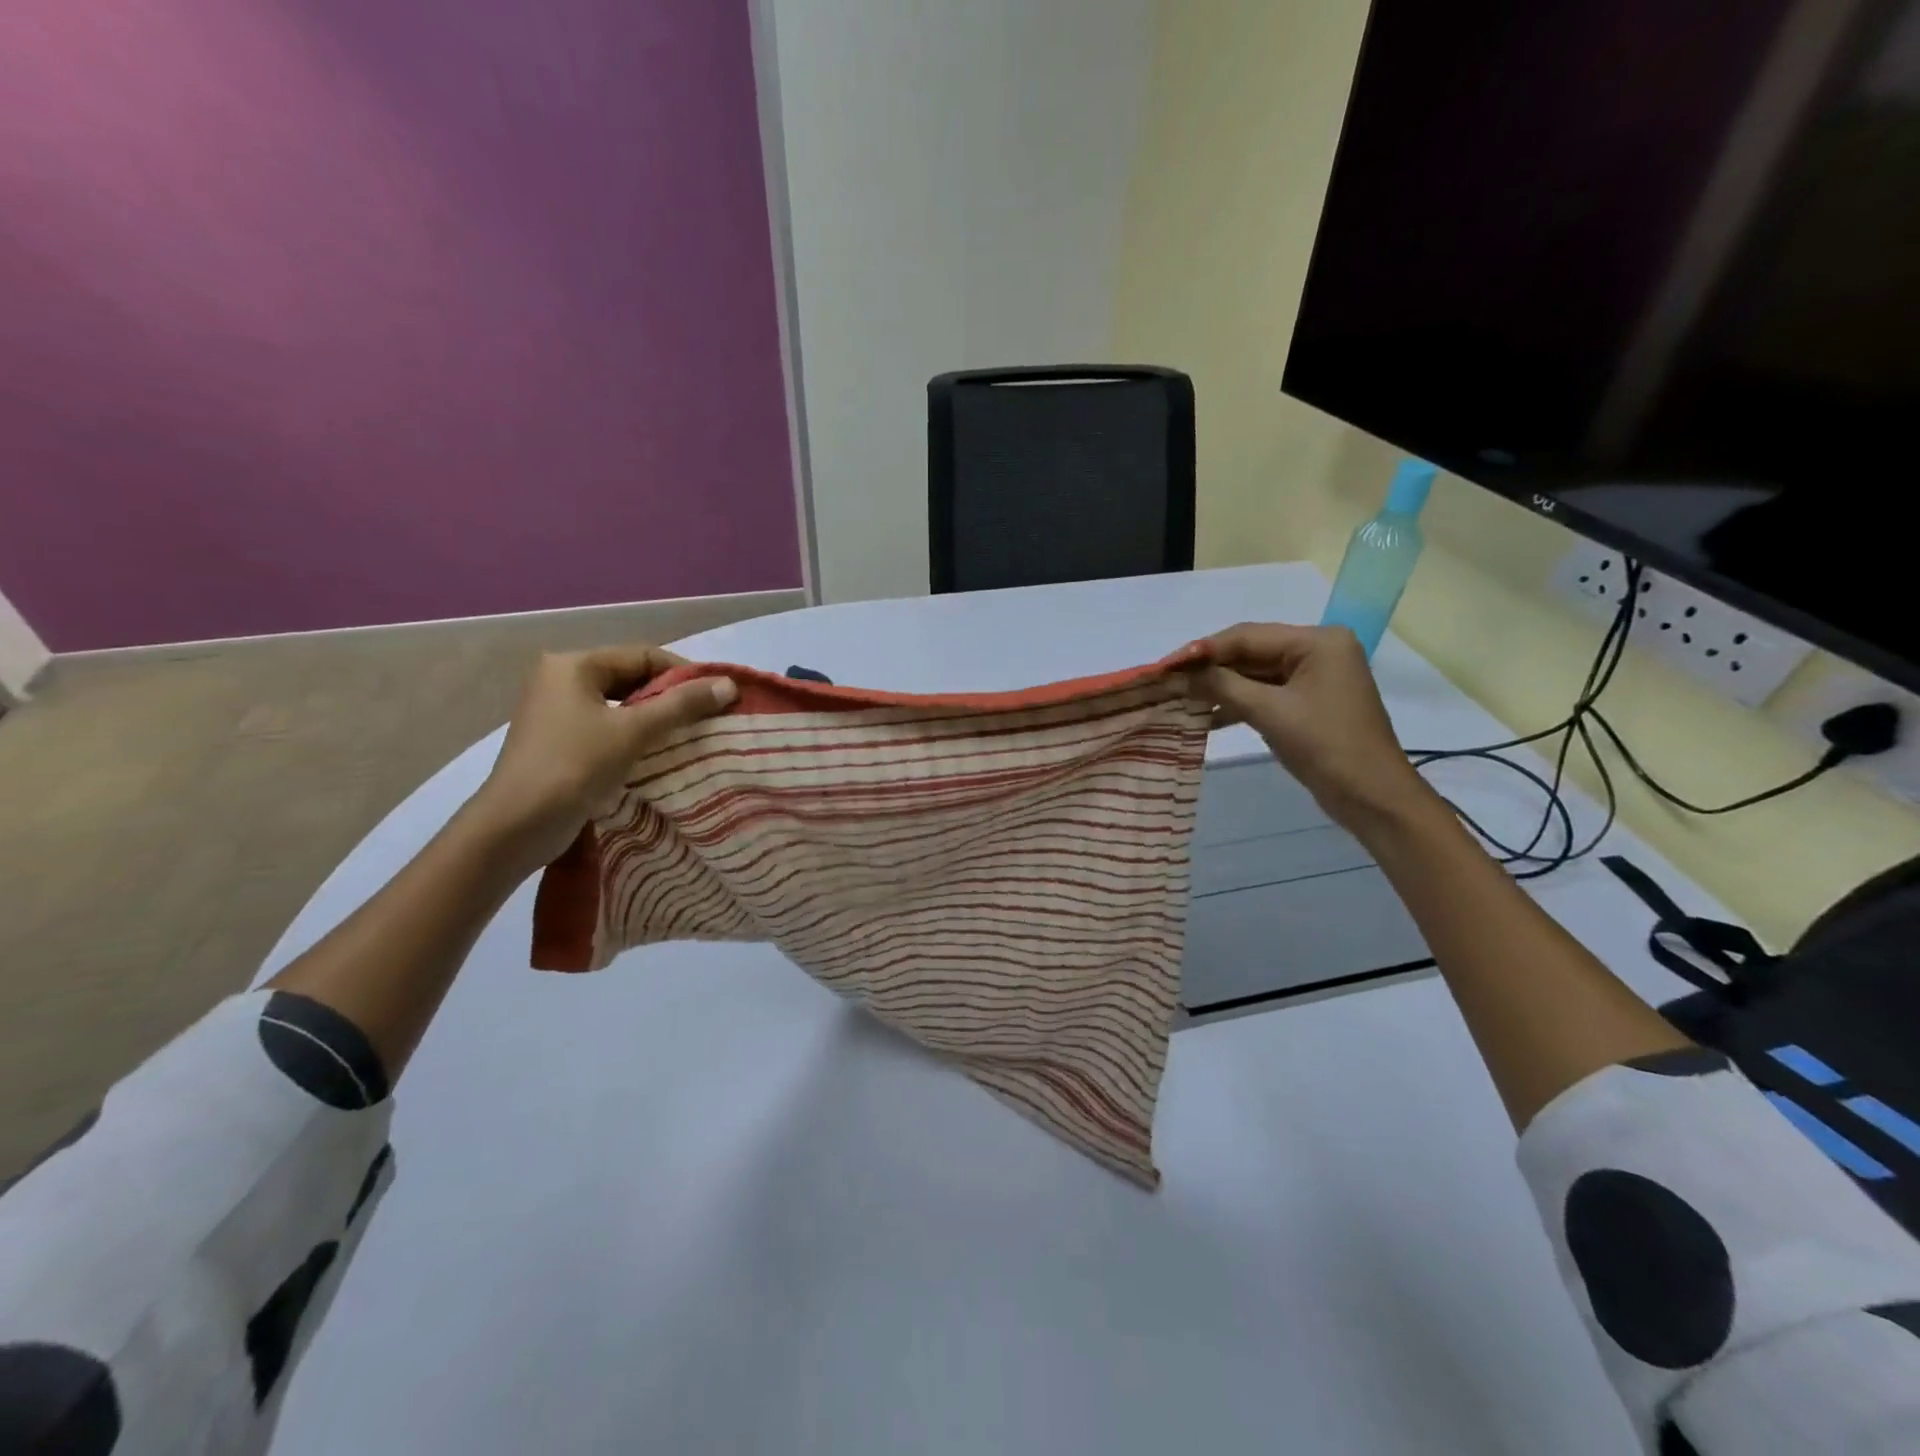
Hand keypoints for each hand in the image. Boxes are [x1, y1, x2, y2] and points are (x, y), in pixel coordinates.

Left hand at [471, 645, 736, 869]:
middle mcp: (562, 679)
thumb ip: (682, 705)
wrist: (516, 826)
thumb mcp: (633, 731)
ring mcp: (557, 711)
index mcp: (573, 665)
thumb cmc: (574, 766)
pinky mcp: (560, 740)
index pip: (643, 656)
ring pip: (621, 704)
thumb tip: (728, 685)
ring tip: (691, 735)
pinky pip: (609, 726)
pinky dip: (636, 735)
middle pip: (632, 678)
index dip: (685, 674)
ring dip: (656, 718)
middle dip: (671, 697)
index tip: (718, 696)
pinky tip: (660, 752)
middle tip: (708, 717)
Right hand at [1187, 623, 1438, 837]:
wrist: (1372, 797)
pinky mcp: (1306, 703)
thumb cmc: (1326, 747)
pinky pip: (1263, 694)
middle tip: (1166, 681)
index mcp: (1318, 641)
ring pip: (1253, 674)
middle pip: (1249, 652)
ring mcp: (1313, 677)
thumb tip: (1181, 675)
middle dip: (1208, 668)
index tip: (1164, 666)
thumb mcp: (1271, 712)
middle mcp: (1317, 650)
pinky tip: (1205, 717)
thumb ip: (1223, 686)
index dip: (1202, 650)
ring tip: (1179, 698)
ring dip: (1218, 687)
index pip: (1247, 636)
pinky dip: (1236, 704)